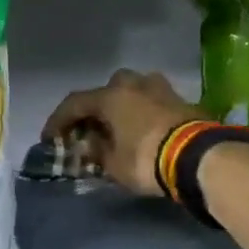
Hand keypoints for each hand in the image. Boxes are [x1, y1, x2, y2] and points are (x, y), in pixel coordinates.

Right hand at [43, 69, 201, 195]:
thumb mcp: (113, 164)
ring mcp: (162, 88)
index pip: (75, 103)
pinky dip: (143, 114)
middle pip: (107, 90)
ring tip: (119, 128)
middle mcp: (134, 84)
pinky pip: (153, 103)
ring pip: (133, 91)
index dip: (58, 121)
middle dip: (96, 109)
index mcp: (111, 96)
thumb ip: (97, 151)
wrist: (198, 158)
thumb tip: (89, 144)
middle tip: (91, 129)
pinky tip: (143, 130)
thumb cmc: (146, 160)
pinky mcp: (182, 100)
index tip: (50, 138)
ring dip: (123, 107)